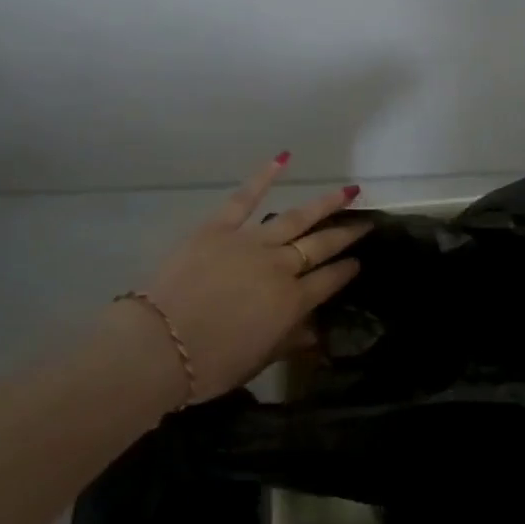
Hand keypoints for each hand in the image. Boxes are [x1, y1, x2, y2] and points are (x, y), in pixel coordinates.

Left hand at [138, 155, 371, 402]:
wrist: (158, 347)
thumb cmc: (210, 365)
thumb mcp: (258, 361)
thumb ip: (289, 341)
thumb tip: (316, 332)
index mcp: (291, 302)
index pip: (328, 281)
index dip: (345, 271)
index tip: (359, 262)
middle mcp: (279, 267)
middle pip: (320, 246)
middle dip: (346, 235)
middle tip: (365, 223)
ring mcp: (251, 242)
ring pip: (296, 218)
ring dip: (324, 204)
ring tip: (346, 191)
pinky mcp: (219, 228)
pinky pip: (245, 198)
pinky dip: (264, 176)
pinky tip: (284, 158)